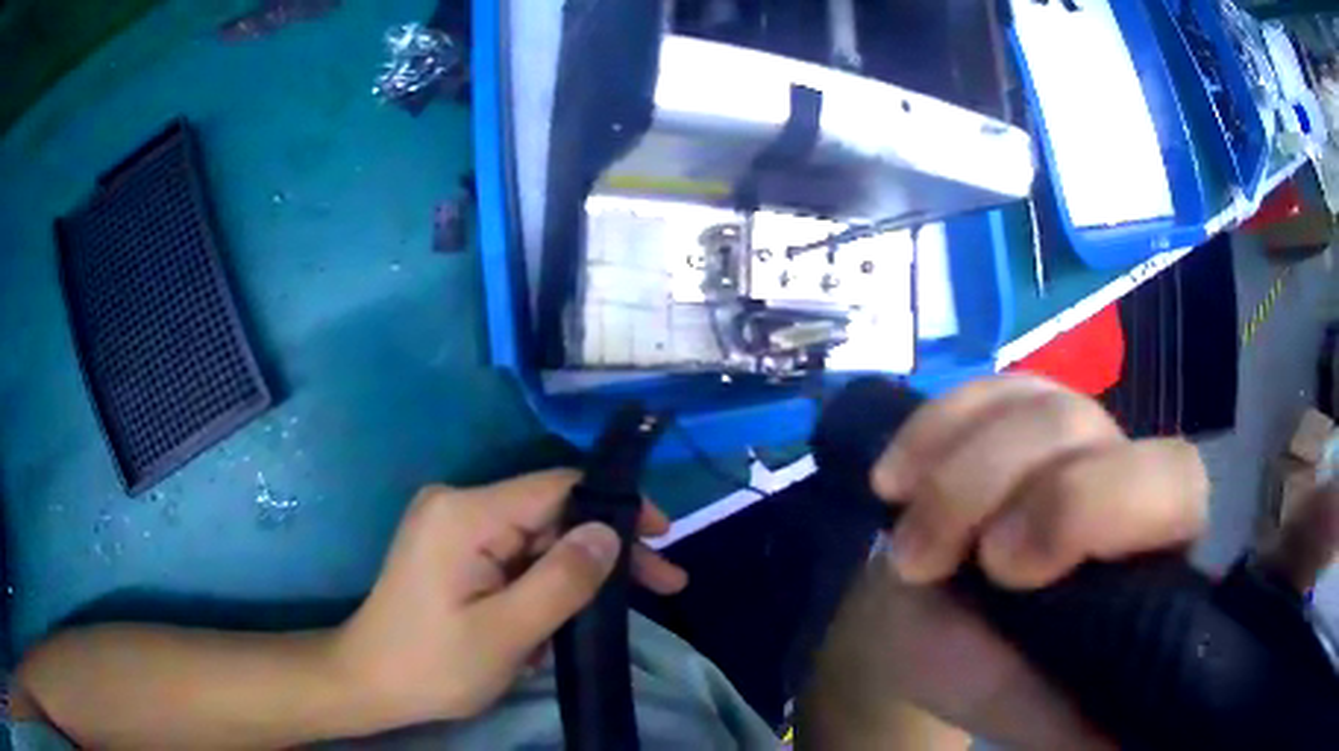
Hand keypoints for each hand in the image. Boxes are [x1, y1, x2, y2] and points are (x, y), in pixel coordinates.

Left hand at [333, 470, 686, 729]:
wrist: (369, 683)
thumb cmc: (433, 664)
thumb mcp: (507, 633)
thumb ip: (561, 580)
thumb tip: (609, 531)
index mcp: (465, 514)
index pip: (557, 487)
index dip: (615, 507)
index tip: (663, 538)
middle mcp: (458, 504)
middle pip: (551, 514)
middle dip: (604, 551)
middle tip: (661, 587)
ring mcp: (452, 526)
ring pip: (536, 539)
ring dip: (572, 579)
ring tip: (595, 626)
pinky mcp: (453, 549)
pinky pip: (515, 556)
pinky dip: (543, 587)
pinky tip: (555, 625)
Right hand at [803, 376, 1207, 748]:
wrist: (935, 624)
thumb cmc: (987, 672)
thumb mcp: (1021, 711)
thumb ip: (1070, 721)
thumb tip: (1129, 743)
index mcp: (1147, 552)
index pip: (1173, 486)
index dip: (1090, 507)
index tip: (1004, 573)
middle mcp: (1121, 474)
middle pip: (1081, 427)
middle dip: (992, 483)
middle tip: (923, 558)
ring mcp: (1070, 432)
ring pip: (1028, 405)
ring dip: (949, 476)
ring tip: (904, 549)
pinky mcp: (1021, 410)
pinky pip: (983, 392)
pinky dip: (930, 431)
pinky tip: (893, 482)